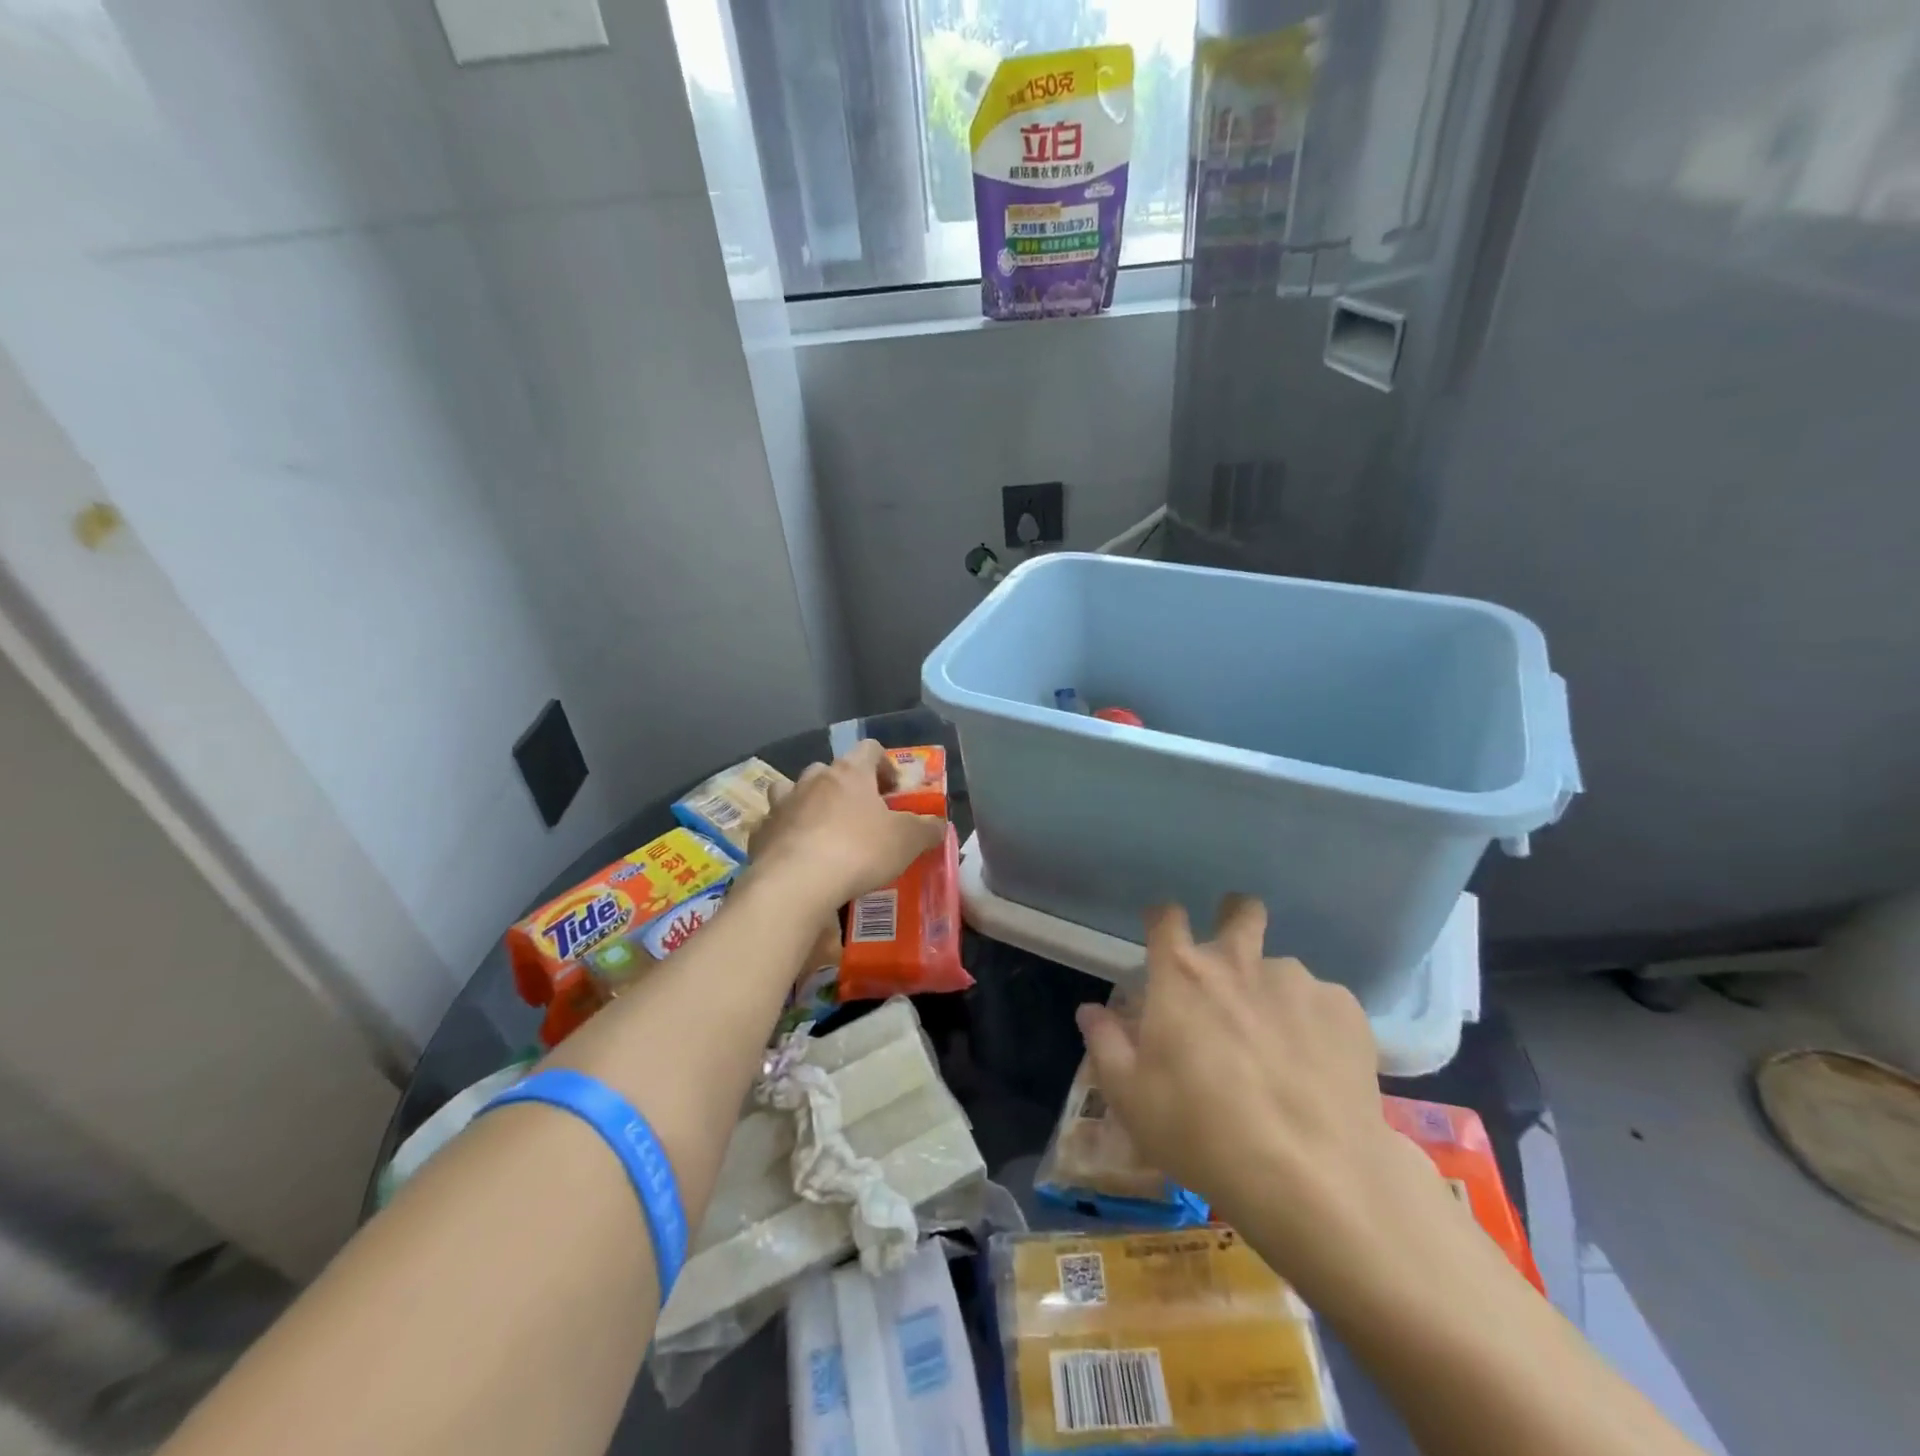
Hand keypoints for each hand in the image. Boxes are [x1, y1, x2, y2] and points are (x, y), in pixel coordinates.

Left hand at [747, 741, 946, 911]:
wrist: (796, 883)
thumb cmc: (859, 851)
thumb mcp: (907, 841)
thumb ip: (926, 828)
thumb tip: (939, 824)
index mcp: (849, 772)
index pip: (869, 749)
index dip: (885, 765)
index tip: (894, 790)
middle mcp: (813, 780)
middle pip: (828, 770)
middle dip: (844, 787)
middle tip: (860, 814)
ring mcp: (782, 805)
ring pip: (793, 791)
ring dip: (808, 804)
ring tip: (822, 831)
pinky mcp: (760, 834)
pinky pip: (774, 826)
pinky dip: (786, 835)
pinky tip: (797, 857)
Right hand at [1077, 896, 1442, 1295]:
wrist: (1312, 1178)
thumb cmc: (1202, 1132)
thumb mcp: (1131, 1097)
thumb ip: (1105, 1043)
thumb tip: (1090, 1011)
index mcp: (1181, 974)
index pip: (1165, 916)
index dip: (1162, 920)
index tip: (1162, 938)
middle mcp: (1239, 961)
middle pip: (1240, 910)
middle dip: (1234, 918)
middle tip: (1232, 963)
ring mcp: (1296, 981)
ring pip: (1281, 970)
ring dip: (1273, 994)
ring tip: (1280, 1052)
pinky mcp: (1345, 1010)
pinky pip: (1323, 1004)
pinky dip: (1314, 1027)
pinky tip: (1317, 1072)